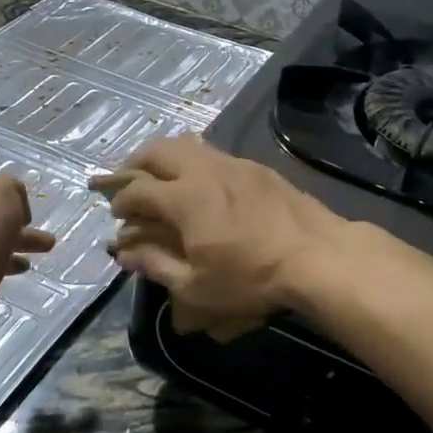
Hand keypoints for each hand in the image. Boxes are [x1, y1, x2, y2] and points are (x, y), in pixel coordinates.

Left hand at [0, 175, 55, 354]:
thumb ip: (10, 188)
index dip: (16, 201)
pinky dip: (1, 273)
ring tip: (30, 266)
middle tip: (46, 244)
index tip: (30, 219)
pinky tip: (10, 281)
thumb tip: (13, 207)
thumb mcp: (1, 192)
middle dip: (20, 230)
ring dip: (13, 253)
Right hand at [95, 135, 345, 332]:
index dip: (120, 201)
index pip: (137, 191)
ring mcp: (232, 164)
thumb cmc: (252, 278)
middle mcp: (203, 171)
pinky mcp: (256, 167)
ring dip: (164, 157)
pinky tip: (201, 182)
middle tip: (126, 181)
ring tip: (159, 176)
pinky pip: (214, 153)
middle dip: (134, 164)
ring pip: (187, 145)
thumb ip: (156, 266)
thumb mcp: (197, 287)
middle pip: (157, 152)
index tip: (116, 214)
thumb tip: (124, 253)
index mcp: (183, 199)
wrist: (316, 256)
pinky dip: (194, 161)